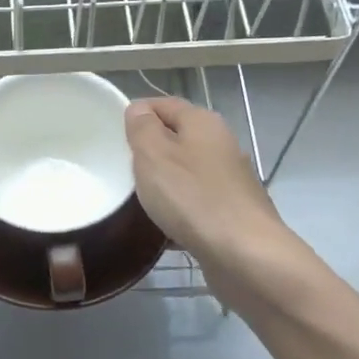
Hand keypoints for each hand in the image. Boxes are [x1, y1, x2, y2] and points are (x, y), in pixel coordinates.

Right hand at [125, 97, 293, 285]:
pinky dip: (179, 209)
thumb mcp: (154, 155)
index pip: (164, 104)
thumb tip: (138, 110)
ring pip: (186, 172)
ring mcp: (230, 179)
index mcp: (203, 122)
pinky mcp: (232, 211)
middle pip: (177, 138)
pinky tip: (164, 228)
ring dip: (164, 183)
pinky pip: (197, 202)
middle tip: (122, 169)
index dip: (137, 114)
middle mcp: (221, 144)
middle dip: (149, 152)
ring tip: (138, 200)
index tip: (113, 135)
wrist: (244, 254)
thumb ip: (142, 128)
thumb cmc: (192, 198)